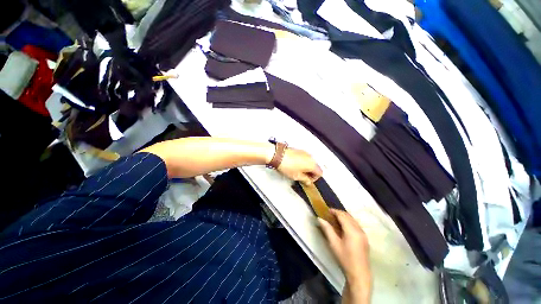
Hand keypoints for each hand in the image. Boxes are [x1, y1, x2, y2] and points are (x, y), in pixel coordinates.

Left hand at [277, 148, 322, 184]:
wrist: (278, 155)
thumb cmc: (287, 166)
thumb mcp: (296, 176)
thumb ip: (305, 180)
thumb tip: (308, 182)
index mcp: (312, 164)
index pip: (320, 173)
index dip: (314, 178)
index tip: (307, 180)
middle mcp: (311, 157)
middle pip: (315, 166)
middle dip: (310, 172)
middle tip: (303, 177)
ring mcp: (305, 152)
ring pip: (310, 161)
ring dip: (306, 167)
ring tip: (297, 171)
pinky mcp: (299, 150)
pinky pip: (304, 157)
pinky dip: (302, 162)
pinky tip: (294, 165)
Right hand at [318, 209, 370, 303]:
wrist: (359, 274)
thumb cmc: (345, 259)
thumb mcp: (334, 243)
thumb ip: (327, 229)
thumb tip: (319, 219)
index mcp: (352, 230)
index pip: (342, 216)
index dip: (335, 211)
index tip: (327, 210)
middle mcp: (359, 230)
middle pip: (349, 216)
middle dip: (339, 213)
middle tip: (330, 214)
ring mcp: (363, 234)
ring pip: (353, 220)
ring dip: (345, 217)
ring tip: (336, 219)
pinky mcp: (365, 238)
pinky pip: (356, 225)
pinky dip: (349, 222)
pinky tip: (344, 227)